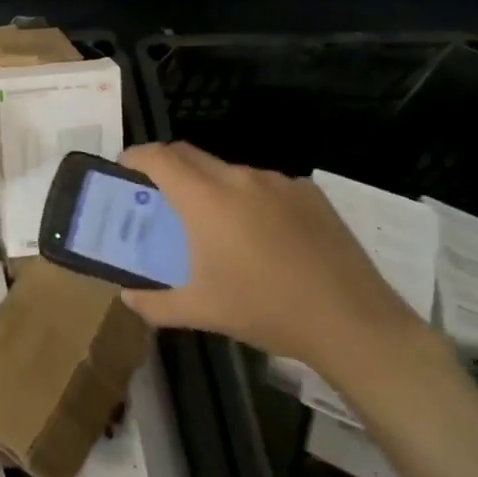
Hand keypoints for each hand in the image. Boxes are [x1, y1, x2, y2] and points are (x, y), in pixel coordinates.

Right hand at [116, 142, 426, 371]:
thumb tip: (127, 297)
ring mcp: (278, 182)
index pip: (158, 157)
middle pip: (189, 154)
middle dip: (167, 166)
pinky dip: (251, 199)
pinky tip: (264, 236)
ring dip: (211, 186)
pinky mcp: (309, 193)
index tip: (124, 169)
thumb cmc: (265, 310)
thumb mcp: (201, 312)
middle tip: (159, 195)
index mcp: (205, 199)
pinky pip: (266, 185)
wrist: (352, 322)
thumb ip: (154, 303)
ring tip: (216, 224)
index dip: (135, 157)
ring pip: (229, 171)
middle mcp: (238, 178)